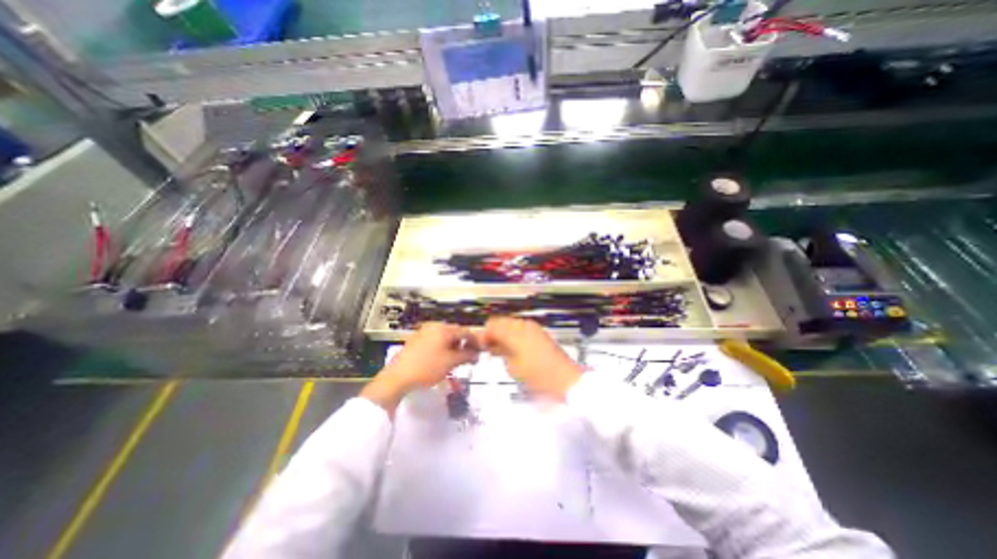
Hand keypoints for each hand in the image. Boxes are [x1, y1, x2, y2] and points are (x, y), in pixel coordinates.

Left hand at [362, 325, 478, 412]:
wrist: (397, 378)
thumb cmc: (427, 368)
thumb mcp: (450, 362)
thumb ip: (466, 356)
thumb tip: (477, 354)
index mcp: (443, 329)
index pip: (465, 331)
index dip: (475, 341)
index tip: (481, 351)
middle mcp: (433, 326)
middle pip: (454, 333)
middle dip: (464, 344)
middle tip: (470, 357)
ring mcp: (423, 332)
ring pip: (444, 337)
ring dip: (454, 346)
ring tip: (457, 359)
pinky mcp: (416, 340)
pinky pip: (435, 340)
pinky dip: (443, 347)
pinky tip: (443, 359)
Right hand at [476, 317, 580, 399]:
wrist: (564, 378)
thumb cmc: (537, 375)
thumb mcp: (513, 366)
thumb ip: (500, 351)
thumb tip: (492, 345)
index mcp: (515, 332)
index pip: (492, 325)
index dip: (484, 335)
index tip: (481, 346)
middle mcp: (523, 324)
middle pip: (501, 321)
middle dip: (493, 333)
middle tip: (490, 349)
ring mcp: (533, 327)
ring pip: (511, 324)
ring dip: (503, 334)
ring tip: (501, 350)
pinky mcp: (539, 332)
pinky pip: (521, 328)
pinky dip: (514, 335)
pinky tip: (513, 349)